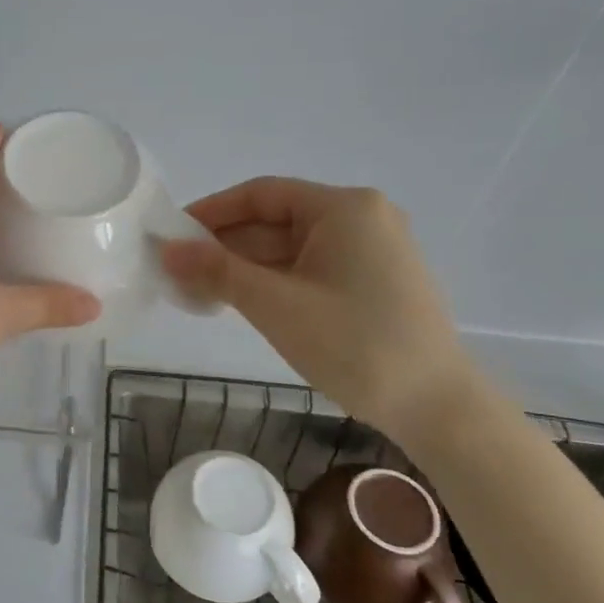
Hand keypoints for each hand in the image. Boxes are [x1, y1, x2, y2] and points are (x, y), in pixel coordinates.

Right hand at [160, 179, 473, 434]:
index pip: (261, 194)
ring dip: (246, 266)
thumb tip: (166, 249)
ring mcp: (372, 251)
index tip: (171, 234)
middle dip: (225, 245)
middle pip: (276, 220)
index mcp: (344, 208)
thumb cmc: (355, 344)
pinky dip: (274, 281)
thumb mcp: (276, 305)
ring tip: (199, 291)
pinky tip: (241, 301)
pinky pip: (311, 268)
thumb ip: (217, 271)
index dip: (211, 211)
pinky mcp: (374, 282)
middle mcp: (362, 218)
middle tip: (178, 270)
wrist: (437, 407)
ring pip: (291, 247)